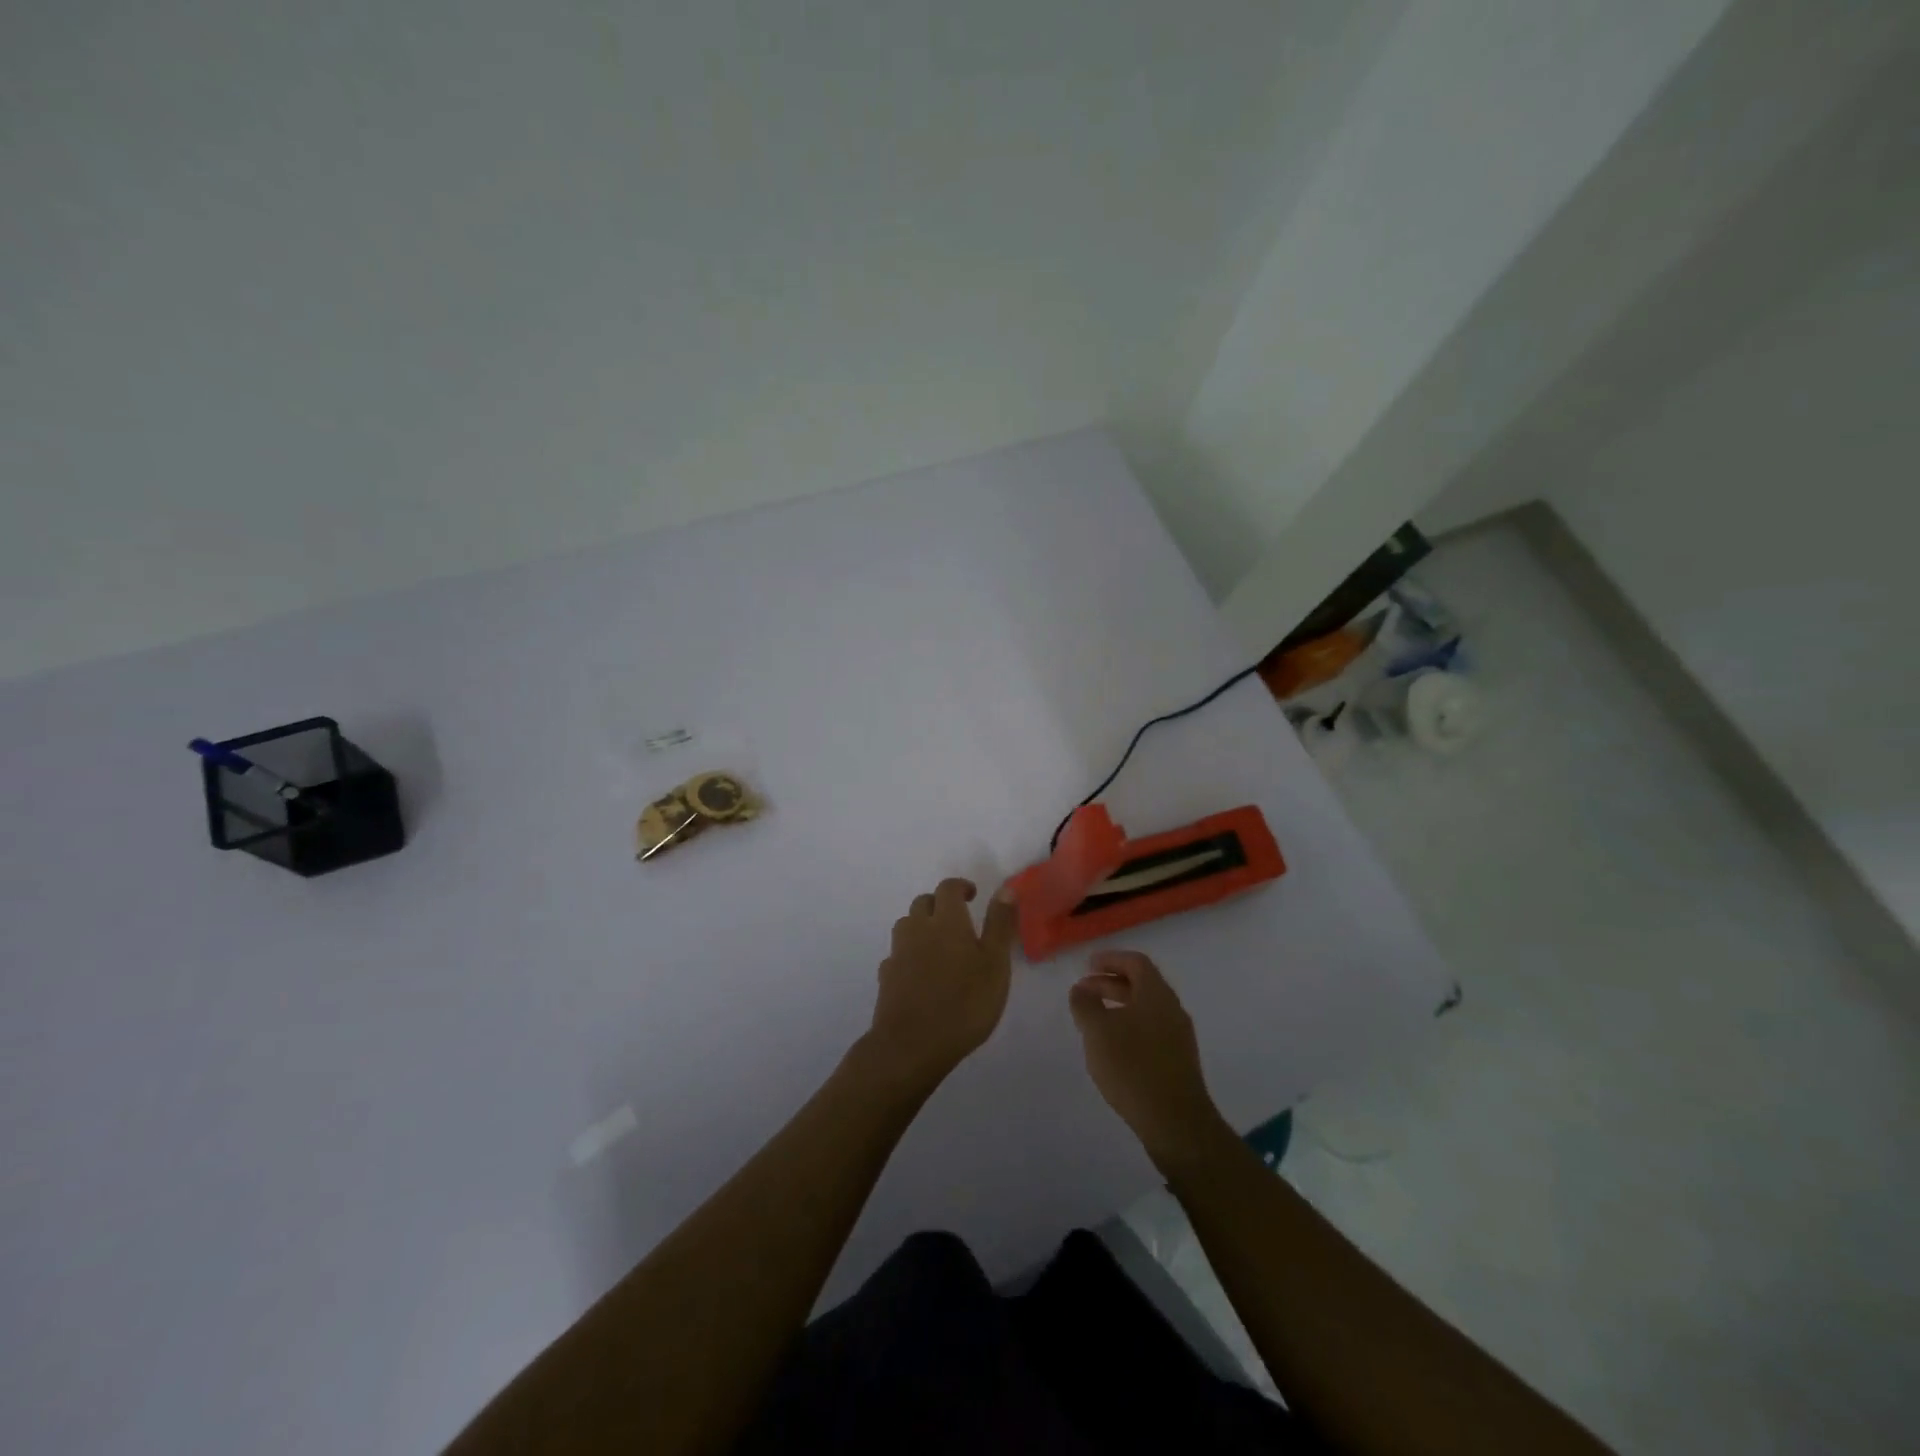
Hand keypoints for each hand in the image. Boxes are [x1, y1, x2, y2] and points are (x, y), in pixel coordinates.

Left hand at [862, 878, 1017, 1091]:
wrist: (912, 1045)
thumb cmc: (964, 1003)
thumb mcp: (995, 964)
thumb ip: (999, 925)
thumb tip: (1005, 889)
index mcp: (946, 921)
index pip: (948, 888)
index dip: (960, 886)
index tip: (972, 895)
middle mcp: (917, 929)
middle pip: (923, 903)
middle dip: (939, 905)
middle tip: (959, 921)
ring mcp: (898, 953)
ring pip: (906, 926)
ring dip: (921, 927)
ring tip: (939, 946)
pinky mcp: (886, 978)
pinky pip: (897, 955)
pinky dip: (909, 955)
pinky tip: (919, 973)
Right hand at [1069, 950, 1225, 1167]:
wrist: (1175, 1122)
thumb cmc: (1133, 1066)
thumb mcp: (1098, 1031)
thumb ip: (1085, 1004)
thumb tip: (1081, 989)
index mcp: (1157, 994)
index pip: (1135, 962)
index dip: (1110, 959)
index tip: (1087, 965)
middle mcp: (1172, 1009)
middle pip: (1141, 984)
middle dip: (1110, 983)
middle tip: (1084, 991)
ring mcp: (1179, 1036)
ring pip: (1146, 1009)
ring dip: (1119, 1007)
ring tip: (1094, 1020)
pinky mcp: (1178, 1061)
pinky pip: (1151, 1030)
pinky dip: (1129, 1027)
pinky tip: (1113, 1047)